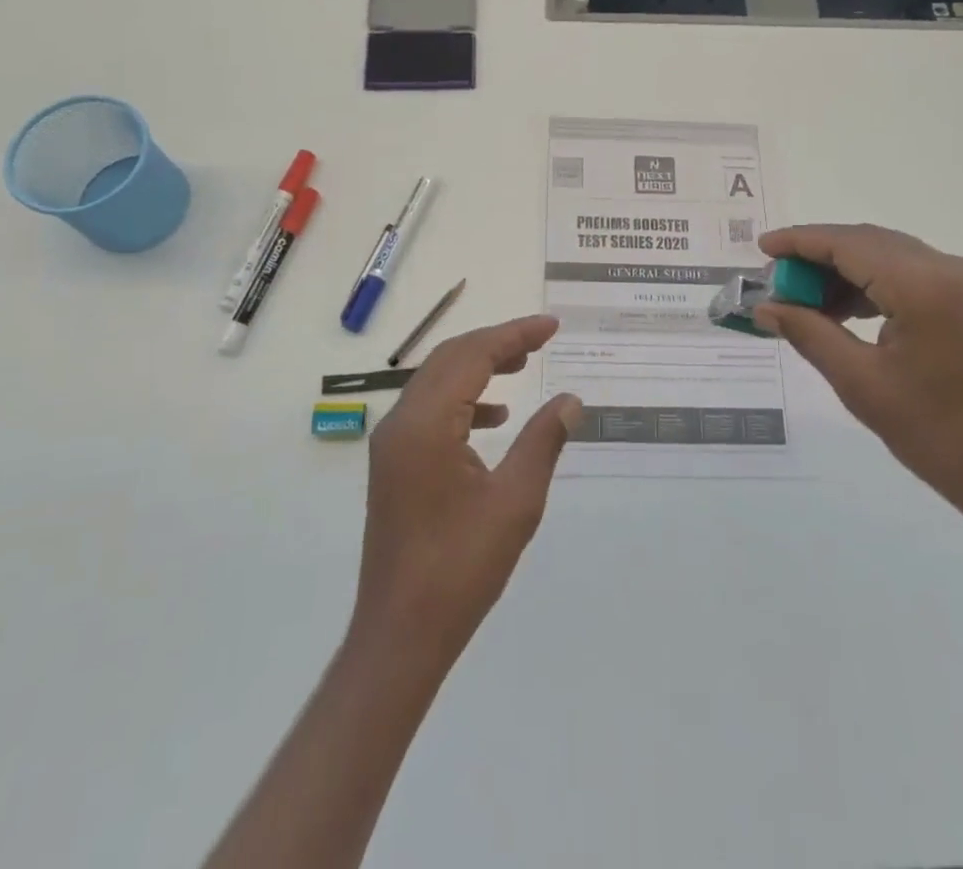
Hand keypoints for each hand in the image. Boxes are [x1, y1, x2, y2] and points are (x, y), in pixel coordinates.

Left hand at [352, 315, 580, 664]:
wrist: (401, 635)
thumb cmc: (461, 568)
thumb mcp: (516, 502)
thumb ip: (543, 440)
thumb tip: (570, 399)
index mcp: (425, 424)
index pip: (472, 355)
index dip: (514, 334)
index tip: (552, 326)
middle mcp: (401, 422)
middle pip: (450, 359)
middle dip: (497, 343)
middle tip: (541, 339)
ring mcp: (392, 443)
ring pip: (438, 381)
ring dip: (479, 367)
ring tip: (523, 366)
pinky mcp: (394, 463)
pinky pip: (430, 409)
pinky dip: (464, 399)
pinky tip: (495, 417)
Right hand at [754, 225, 962, 538]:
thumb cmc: (940, 437)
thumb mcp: (861, 384)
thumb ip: (809, 332)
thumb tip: (764, 307)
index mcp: (927, 286)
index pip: (849, 244)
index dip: (801, 242)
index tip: (761, 248)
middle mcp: (953, 268)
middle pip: (869, 242)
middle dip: (819, 256)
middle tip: (777, 281)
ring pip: (890, 255)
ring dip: (845, 270)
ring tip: (804, 300)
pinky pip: (912, 274)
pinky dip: (874, 284)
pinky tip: (845, 309)